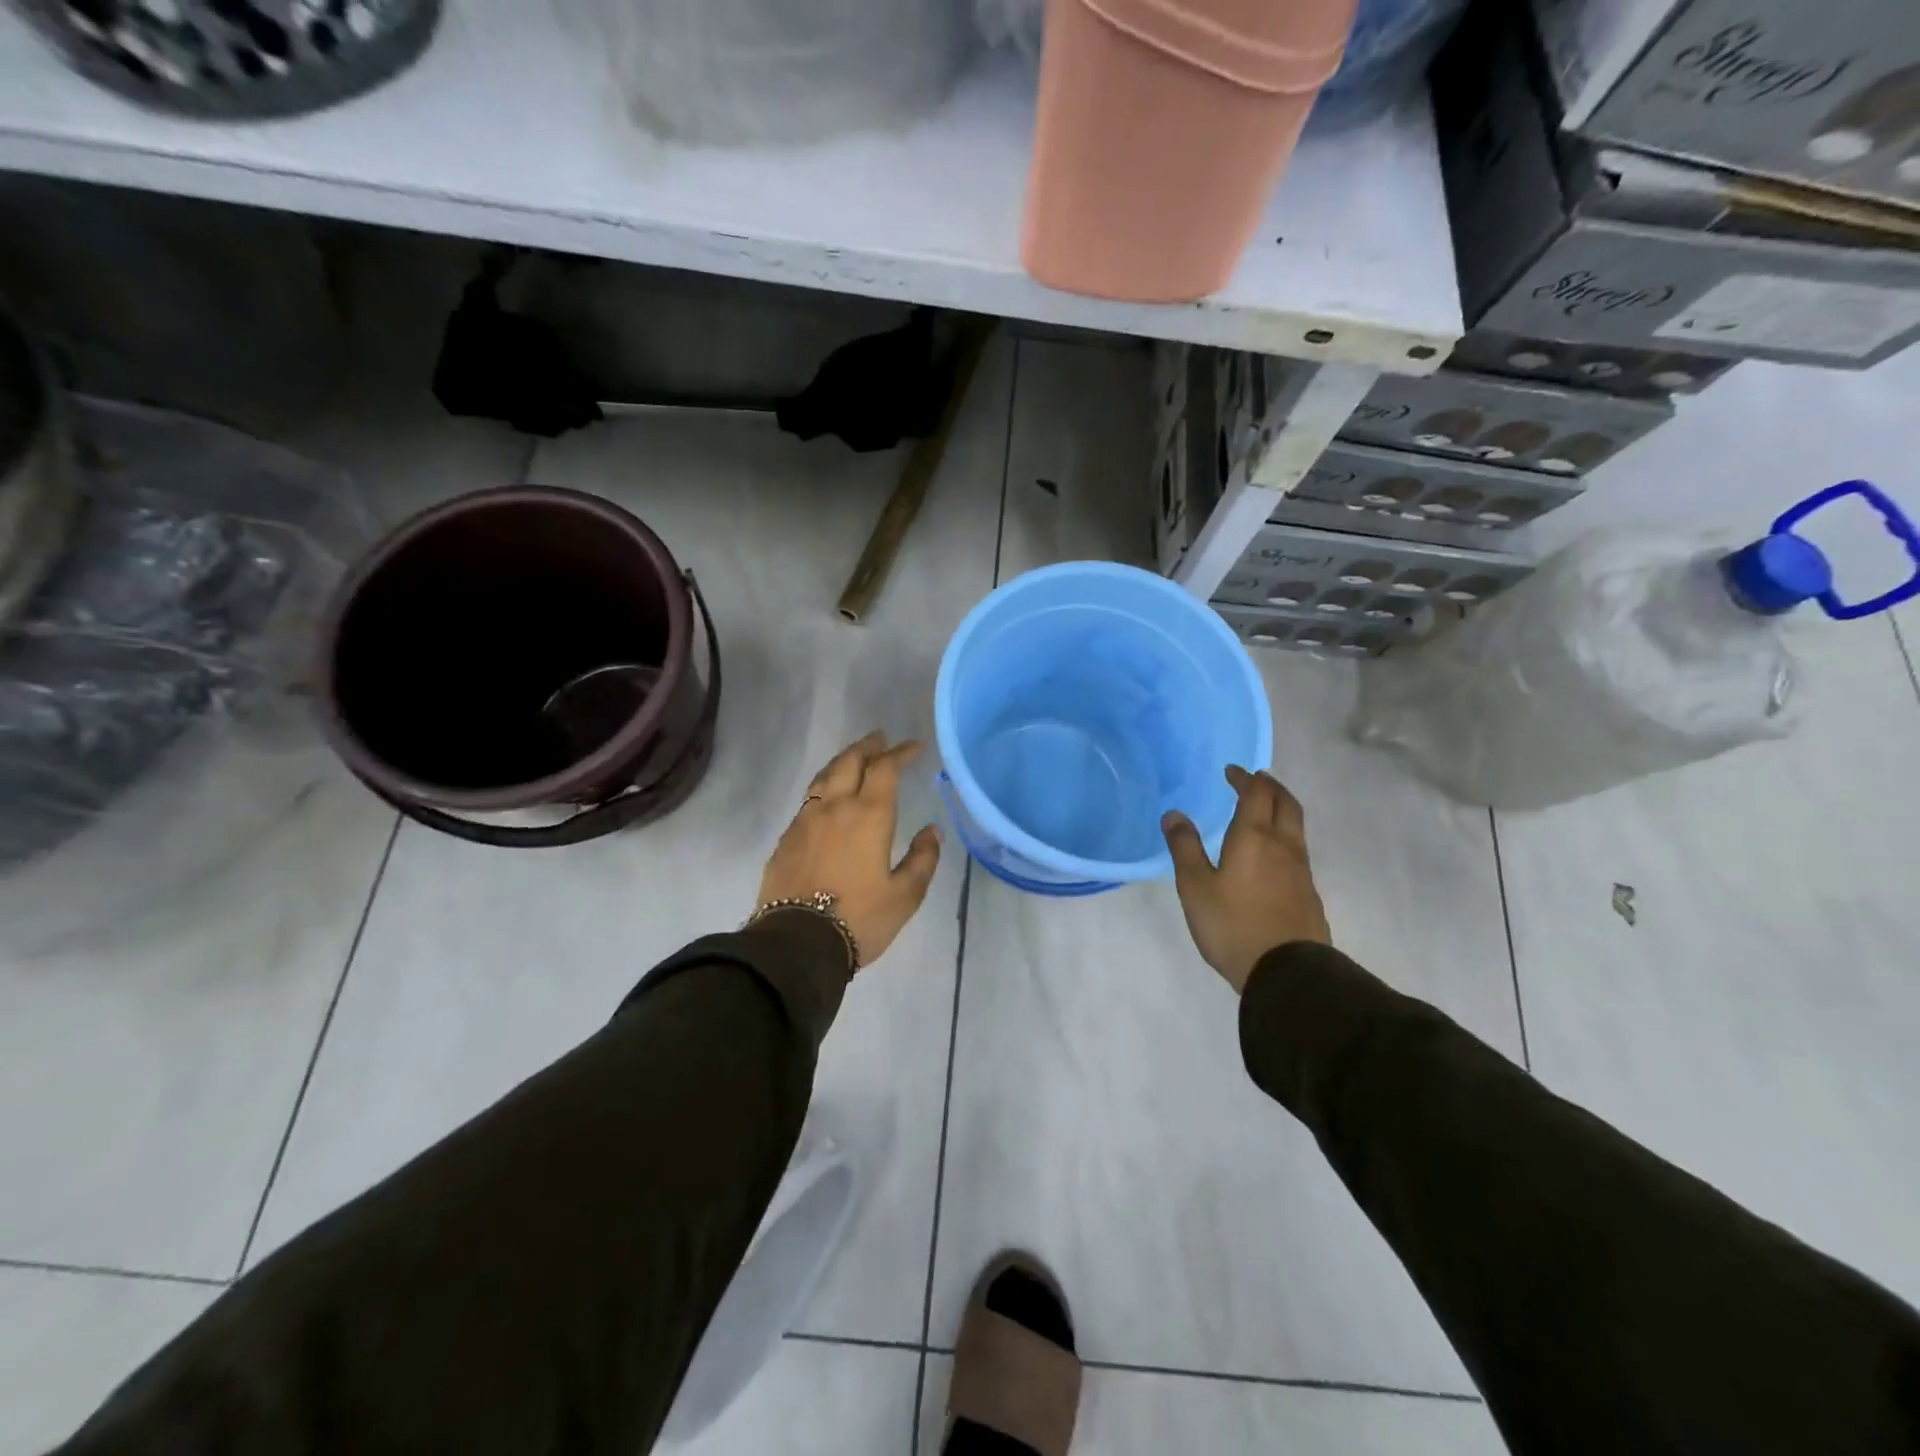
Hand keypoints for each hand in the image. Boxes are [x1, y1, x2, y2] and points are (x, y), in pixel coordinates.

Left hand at [758, 731, 941, 970]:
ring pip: (824, 776)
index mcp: (868, 815)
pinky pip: (808, 800)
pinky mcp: (786, 838)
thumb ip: (923, 859)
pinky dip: (823, 787)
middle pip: (849, 761)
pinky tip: (827, 798)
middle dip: (868, 746)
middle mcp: (835, 807)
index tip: (914, 746)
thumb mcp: (905, 896)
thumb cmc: (859, 918)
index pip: (885, 768)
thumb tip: (932, 830)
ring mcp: (805, 820)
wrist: (797, 943)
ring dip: (842, 761)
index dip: (901, 752)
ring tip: (853, 758)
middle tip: (881, 739)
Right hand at [1163, 766, 1330, 994]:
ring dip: (1281, 809)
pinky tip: (1273, 854)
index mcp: (1254, 837)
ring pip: (1296, 826)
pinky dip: (1286, 836)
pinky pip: (1299, 850)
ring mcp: (1301, 870)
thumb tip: (1174, 814)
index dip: (1244, 778)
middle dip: (1270, 786)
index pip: (1255, 793)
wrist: (1288, 972)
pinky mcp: (1309, 893)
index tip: (1231, 771)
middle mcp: (1283, 845)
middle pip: (1285, 803)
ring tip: (1264, 811)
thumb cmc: (1233, 925)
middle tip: (1255, 780)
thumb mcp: (1195, 887)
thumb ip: (1184, 848)